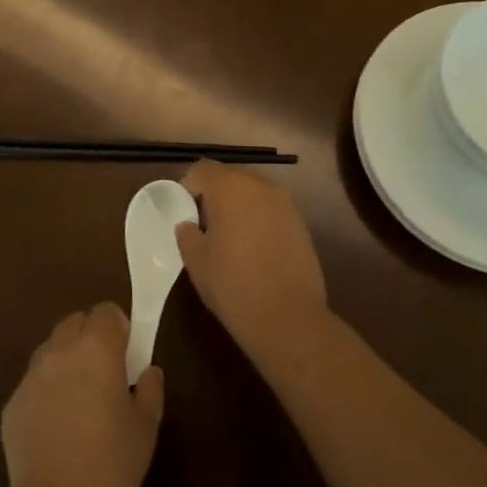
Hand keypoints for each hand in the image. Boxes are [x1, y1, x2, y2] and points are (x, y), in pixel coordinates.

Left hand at [1, 303, 164, 486]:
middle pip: (74, 322)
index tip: (127, 350)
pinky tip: (57, 424)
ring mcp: (30, 377)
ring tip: (80, 395)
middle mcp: (59, 352)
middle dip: (90, 335)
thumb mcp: (146, 426)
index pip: (105, 312)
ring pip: (50, 349)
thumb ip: (150, 388)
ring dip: (66, 358)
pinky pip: (33, 382)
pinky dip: (47, 389)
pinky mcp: (11, 405)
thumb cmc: (113, 465)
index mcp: (96, 350)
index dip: (118, 326)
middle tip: (105, 369)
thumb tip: (147, 370)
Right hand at [175, 160, 329, 364]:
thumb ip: (187, 233)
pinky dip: (259, 222)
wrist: (287, 317)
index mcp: (230, 187)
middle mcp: (260, 185)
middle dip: (214, 197)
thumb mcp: (195, 260)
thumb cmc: (232, 284)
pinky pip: (271, 211)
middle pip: (230, 178)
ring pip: (253, 194)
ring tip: (231, 241)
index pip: (201, 169)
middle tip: (205, 228)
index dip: (188, 189)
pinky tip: (255, 252)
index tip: (184, 216)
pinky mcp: (301, 224)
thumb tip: (189, 224)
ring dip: (239, 209)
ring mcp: (285, 203)